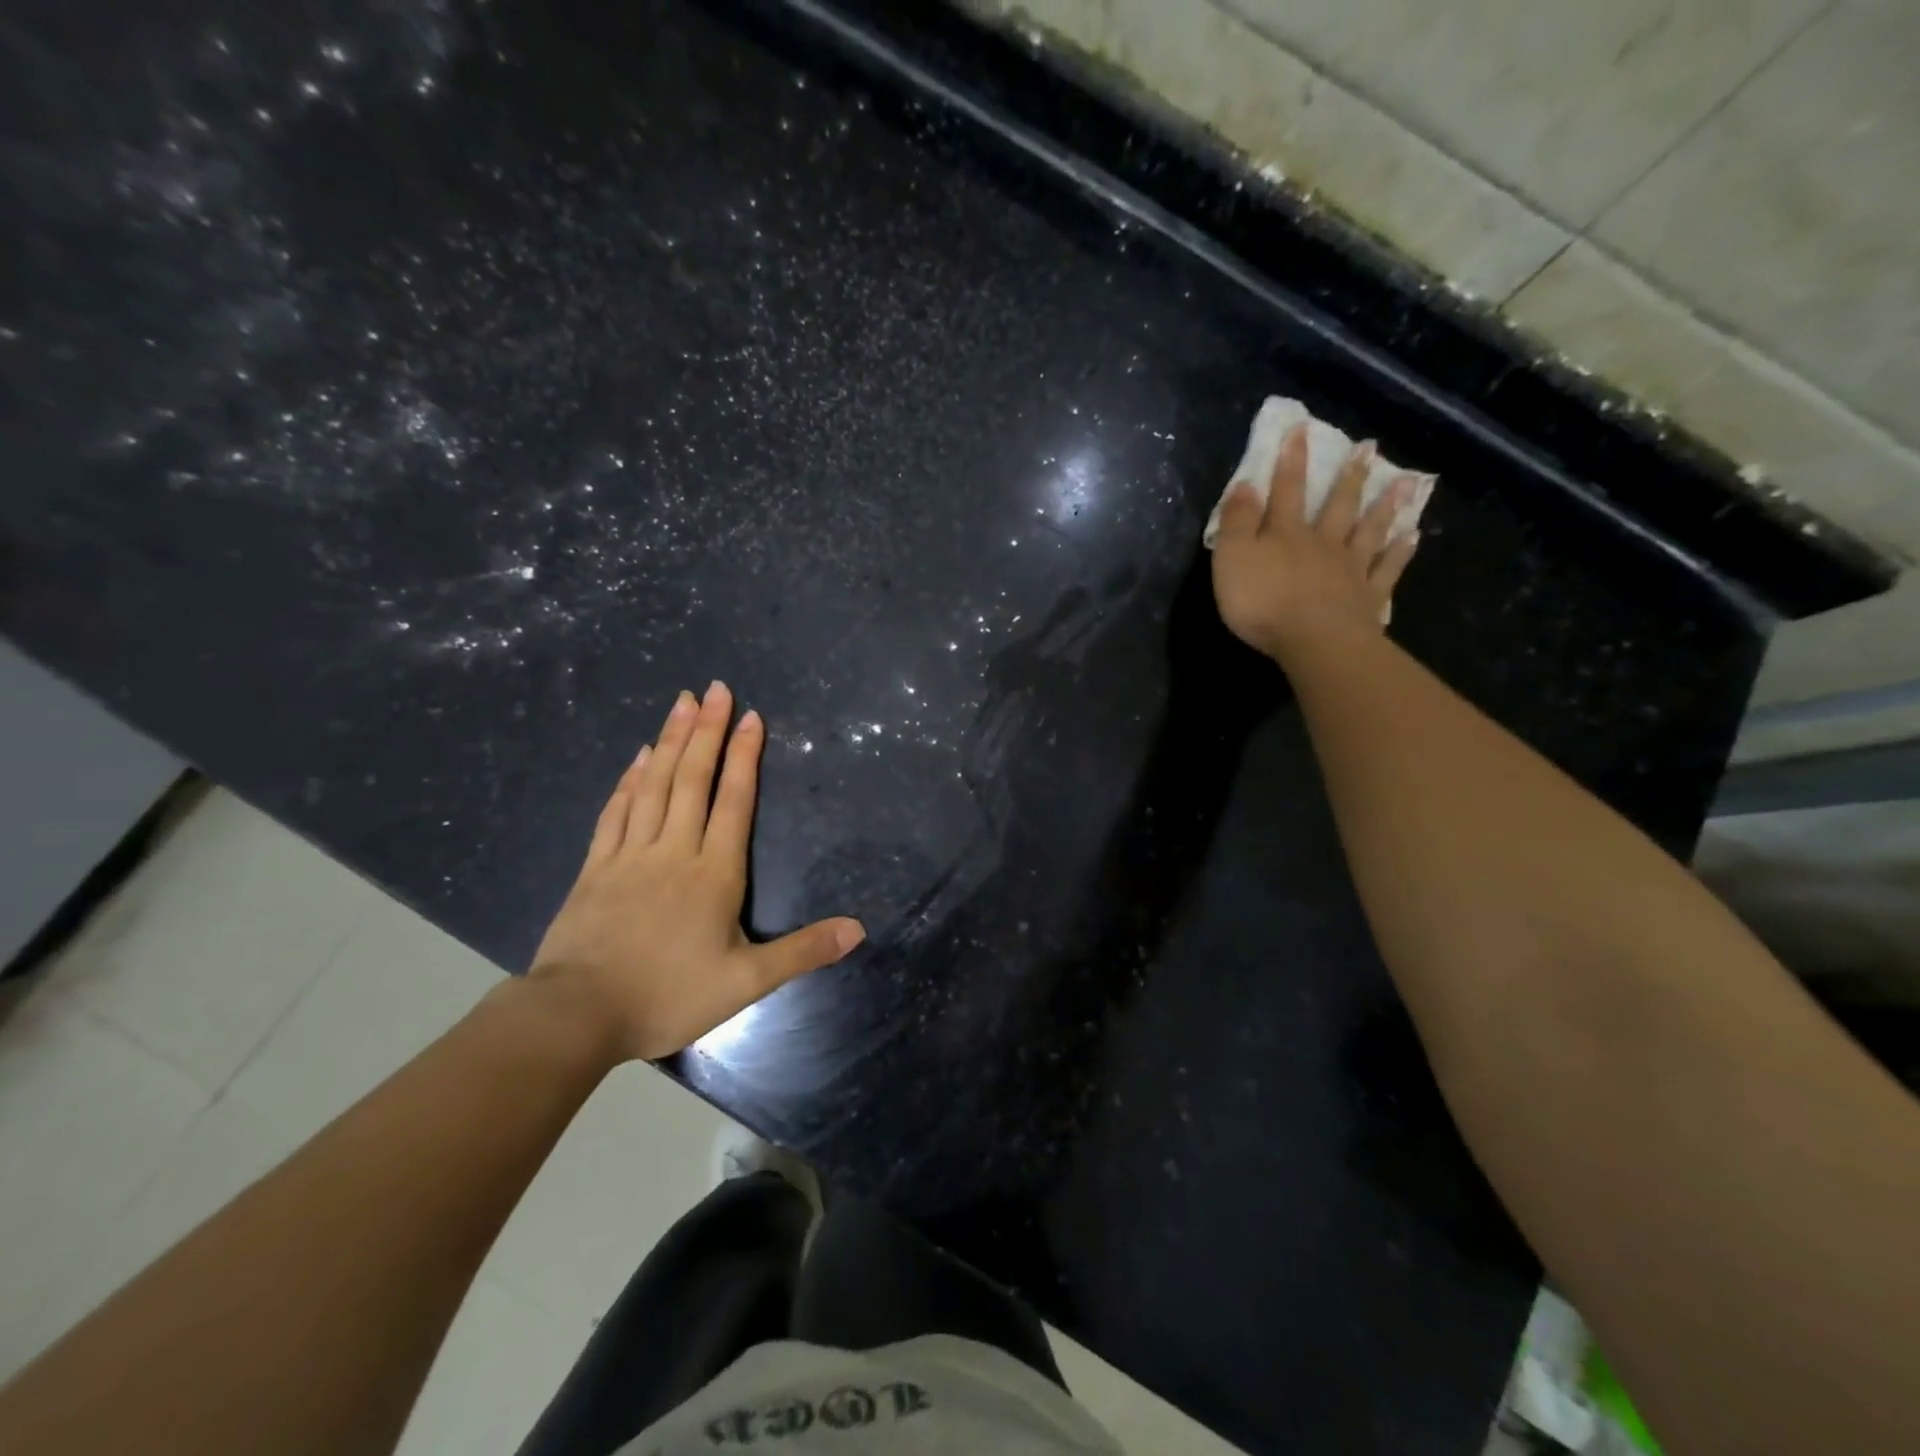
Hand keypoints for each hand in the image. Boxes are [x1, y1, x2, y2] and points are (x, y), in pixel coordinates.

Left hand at [528, 682, 865, 1060]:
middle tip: (716, 688)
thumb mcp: (746, 983)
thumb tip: (859, 929)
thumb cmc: (667, 996)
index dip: (745, 756)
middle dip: (707, 730)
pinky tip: (638, 757)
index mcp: (713, 873)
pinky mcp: (595, 867)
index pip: (734, 801)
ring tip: (681, 702)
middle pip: (693, 779)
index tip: (751, 716)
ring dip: (670, 741)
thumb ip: (803, 951)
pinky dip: (630, 779)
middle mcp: (673, 851)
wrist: (577, 1015)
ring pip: (655, 785)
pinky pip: (616, 811)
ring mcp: (629, 855)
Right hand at [1211, 423, 1424, 661]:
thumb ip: (1236, 522)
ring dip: (1385, 507)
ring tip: (1404, 483)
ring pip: (1370, 531)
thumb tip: (1245, 484)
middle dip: (1349, 476)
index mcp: (1286, 534)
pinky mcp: (1368, 599)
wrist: (1314, 640)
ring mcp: (1350, 570)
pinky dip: (1401, 552)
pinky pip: (1387, 570)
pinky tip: (1413, 537)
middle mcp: (1323, 544)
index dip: (1291, 461)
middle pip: (1337, 505)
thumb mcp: (1232, 558)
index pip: (1285, 490)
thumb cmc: (1263, 601)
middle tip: (1370, 447)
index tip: (1300, 428)